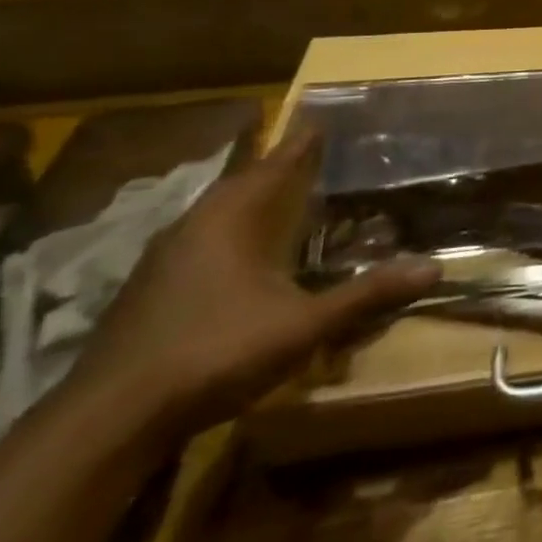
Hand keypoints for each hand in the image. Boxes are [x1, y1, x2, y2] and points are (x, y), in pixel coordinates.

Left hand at [66, 130, 440, 440]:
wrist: (108, 421)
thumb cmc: (214, 353)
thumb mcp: (303, 325)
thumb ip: (366, 295)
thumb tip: (433, 269)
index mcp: (232, 218)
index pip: (275, 164)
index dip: (302, 143)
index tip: (321, 120)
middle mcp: (194, 225)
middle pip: (242, 183)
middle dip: (277, 169)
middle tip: (311, 158)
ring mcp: (163, 258)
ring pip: (215, 213)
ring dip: (249, 201)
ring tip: (281, 200)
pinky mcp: (147, 289)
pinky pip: (199, 240)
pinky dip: (228, 233)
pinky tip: (239, 257)